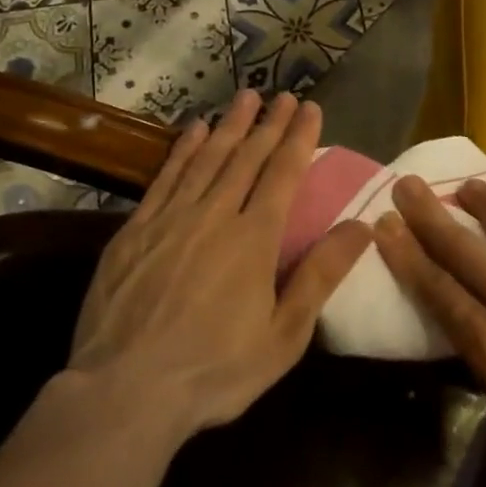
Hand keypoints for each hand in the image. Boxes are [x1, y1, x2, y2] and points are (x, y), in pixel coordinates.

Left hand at [68, 90, 371, 436]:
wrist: (124, 392)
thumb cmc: (215, 370)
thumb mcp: (283, 335)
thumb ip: (320, 276)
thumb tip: (361, 226)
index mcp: (254, 239)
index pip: (283, 174)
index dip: (298, 138)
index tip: (309, 108)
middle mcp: (214, 216)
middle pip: (246, 158)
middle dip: (268, 124)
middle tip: (283, 95)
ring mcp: (170, 219)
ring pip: (207, 159)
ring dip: (230, 126)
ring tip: (245, 97)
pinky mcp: (135, 231)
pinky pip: (165, 178)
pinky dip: (183, 150)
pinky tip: (194, 131)